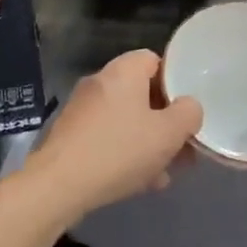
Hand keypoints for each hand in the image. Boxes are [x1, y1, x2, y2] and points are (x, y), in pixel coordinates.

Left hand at [21, 50, 202, 222]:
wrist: (57, 186)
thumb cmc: (119, 151)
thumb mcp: (168, 133)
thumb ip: (188, 114)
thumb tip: (188, 107)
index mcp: (123, 71)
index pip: (156, 60)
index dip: (176, 83)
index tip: (187, 110)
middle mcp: (100, 82)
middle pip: (141, 93)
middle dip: (163, 120)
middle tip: (181, 146)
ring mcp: (81, 109)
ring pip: (126, 119)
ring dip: (147, 141)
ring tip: (164, 172)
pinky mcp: (70, 135)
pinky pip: (107, 137)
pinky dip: (124, 152)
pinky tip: (139, 182)